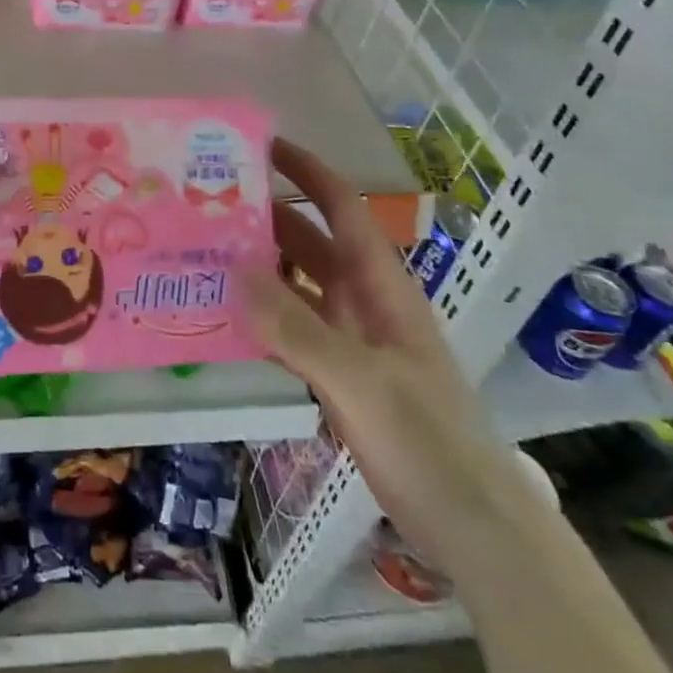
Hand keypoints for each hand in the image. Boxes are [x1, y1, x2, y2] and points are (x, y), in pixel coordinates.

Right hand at [245, 138, 531, 575]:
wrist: (473, 526)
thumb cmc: (427, 442)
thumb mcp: (360, 381)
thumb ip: (297, 328)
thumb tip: (232, 269)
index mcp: (379, 284)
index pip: (341, 207)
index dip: (306, 170)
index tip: (259, 146)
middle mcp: (362, 300)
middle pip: (310, 240)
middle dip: (265, 215)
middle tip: (204, 202)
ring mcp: (350, 338)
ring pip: (296, 284)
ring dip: (257, 265)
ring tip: (200, 253)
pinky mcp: (338, 374)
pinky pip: (290, 328)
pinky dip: (259, 315)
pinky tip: (221, 317)